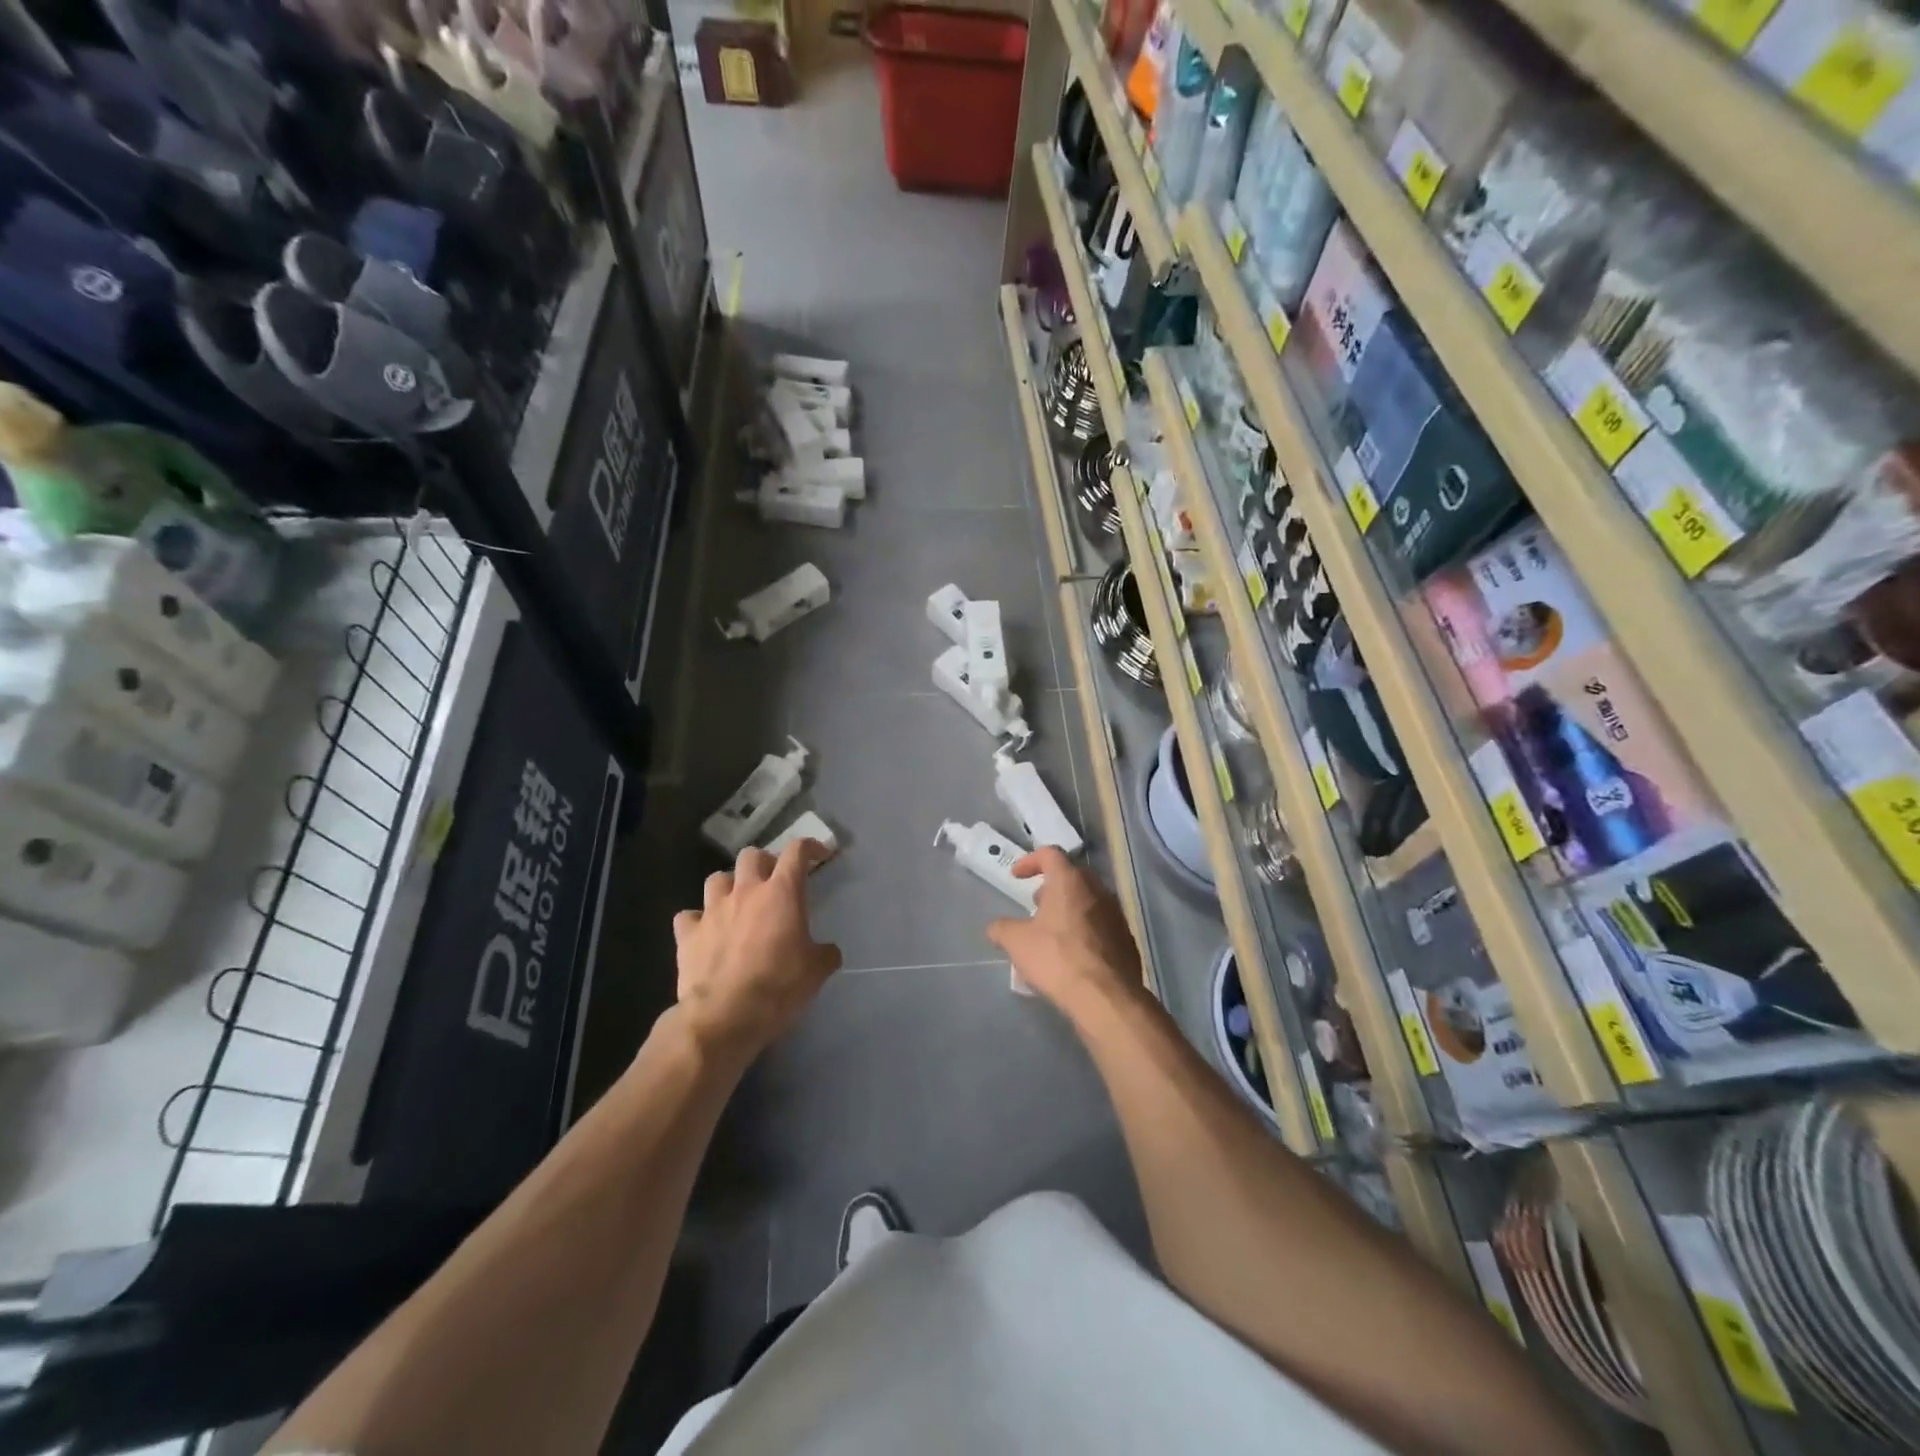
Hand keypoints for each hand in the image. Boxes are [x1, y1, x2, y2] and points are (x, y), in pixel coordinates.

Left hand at [672, 841, 840, 1060]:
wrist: (725, 1015)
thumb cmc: (779, 986)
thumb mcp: (816, 971)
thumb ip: (824, 953)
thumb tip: (827, 951)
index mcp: (781, 893)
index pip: (796, 852)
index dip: (809, 847)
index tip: (818, 854)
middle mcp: (745, 892)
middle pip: (751, 856)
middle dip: (764, 863)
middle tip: (774, 882)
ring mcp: (712, 911)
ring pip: (716, 879)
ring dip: (729, 886)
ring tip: (737, 903)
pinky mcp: (688, 934)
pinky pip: (688, 916)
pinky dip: (697, 921)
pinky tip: (706, 932)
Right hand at [986, 847, 1142, 1016]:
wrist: (1106, 997)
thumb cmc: (1057, 958)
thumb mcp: (1017, 943)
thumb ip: (1002, 929)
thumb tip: (996, 928)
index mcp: (1070, 881)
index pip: (1050, 854)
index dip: (1031, 861)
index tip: (1017, 876)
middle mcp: (1098, 890)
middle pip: (1073, 876)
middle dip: (1051, 887)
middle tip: (1035, 904)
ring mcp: (1116, 914)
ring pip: (1089, 900)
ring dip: (1069, 908)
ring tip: (1052, 931)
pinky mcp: (1126, 939)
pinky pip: (1101, 924)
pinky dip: (1085, 929)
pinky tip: (1073, 953)